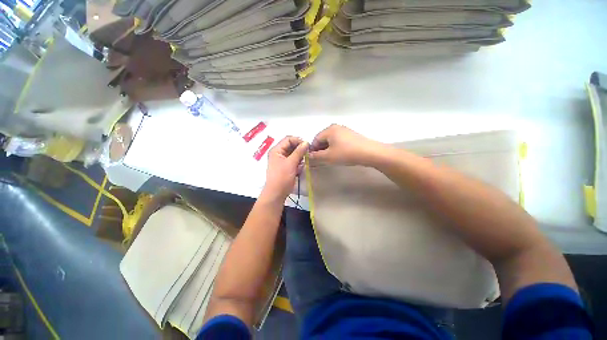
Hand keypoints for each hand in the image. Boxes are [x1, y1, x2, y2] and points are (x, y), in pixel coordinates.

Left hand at [262, 136, 308, 200]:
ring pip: (293, 153)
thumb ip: (299, 152)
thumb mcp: (291, 163)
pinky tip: (300, 168)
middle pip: (291, 146)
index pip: (288, 139)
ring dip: (299, 157)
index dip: (298, 141)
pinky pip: (293, 160)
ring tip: (303, 162)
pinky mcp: (286, 166)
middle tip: (307, 154)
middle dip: (300, 149)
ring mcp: (282, 160)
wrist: (277, 193)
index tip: (307, 146)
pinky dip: (298, 163)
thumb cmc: (282, 177)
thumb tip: (306, 142)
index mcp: (276, 150)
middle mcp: (278, 153)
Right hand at [309, 124, 382, 165]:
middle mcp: (336, 127)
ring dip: (328, 148)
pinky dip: (335, 147)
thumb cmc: (346, 153)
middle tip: (321, 159)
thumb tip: (309, 155)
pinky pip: (338, 140)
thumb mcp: (328, 156)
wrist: (369, 152)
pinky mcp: (351, 134)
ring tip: (330, 157)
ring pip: (331, 139)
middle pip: (323, 138)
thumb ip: (316, 156)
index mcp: (329, 130)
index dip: (313, 149)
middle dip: (320, 149)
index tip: (313, 158)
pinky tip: (339, 154)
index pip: (315, 139)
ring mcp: (344, 130)